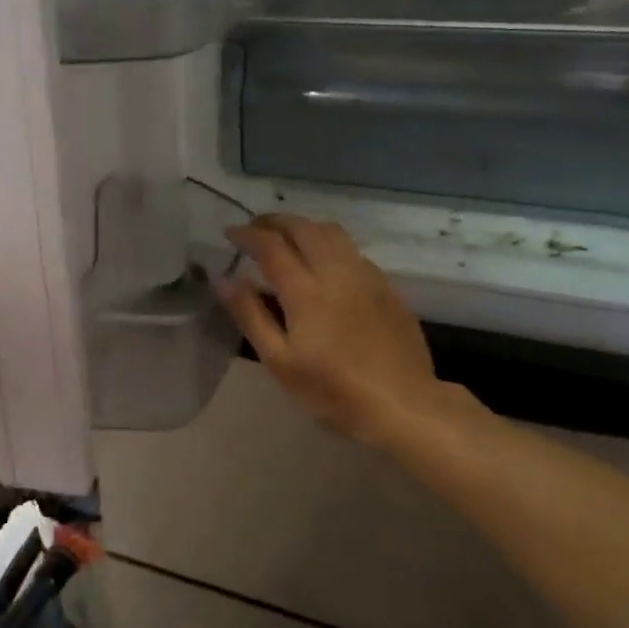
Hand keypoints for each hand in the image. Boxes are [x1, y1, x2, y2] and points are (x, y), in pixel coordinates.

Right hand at [217, 214, 480, 450]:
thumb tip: (224, 279)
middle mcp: (337, 272)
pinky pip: (352, 251)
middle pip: (303, 228)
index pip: (270, 245)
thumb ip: (250, 315)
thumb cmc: (333, 390)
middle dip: (275, 222)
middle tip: (255, 229)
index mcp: (306, 290)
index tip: (229, 233)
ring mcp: (367, 276)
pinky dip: (329, 245)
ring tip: (287, 239)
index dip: (247, 234)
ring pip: (332, 233)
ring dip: (304, 227)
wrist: (404, 405)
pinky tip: (324, 266)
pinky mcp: (387, 287)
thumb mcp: (279, 361)